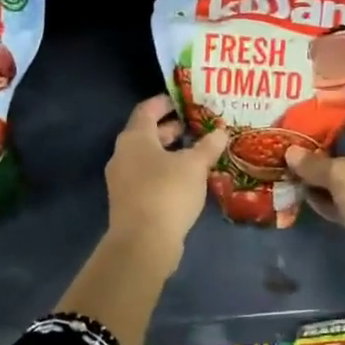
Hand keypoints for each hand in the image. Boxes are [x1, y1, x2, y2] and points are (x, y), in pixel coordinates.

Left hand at [105, 96, 229, 249]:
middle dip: (171, 129)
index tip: (185, 101)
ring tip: (197, 153)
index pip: (147, 109)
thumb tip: (221, 131)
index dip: (166, 102)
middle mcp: (123, 155)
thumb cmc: (167, 192)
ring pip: (147, 157)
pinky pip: (147, 177)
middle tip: (196, 127)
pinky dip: (165, 172)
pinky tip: (187, 180)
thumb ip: (208, 146)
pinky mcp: (128, 201)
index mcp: (135, 138)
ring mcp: (122, 180)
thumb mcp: (194, 165)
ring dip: (170, 153)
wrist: (143, 243)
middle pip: (146, 133)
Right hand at [285, 119, 344, 258]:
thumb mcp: (340, 173)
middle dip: (320, 151)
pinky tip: (304, 198)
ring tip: (289, 172)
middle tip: (289, 147)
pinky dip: (326, 201)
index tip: (306, 118)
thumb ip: (314, 163)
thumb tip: (290, 152)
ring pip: (343, 181)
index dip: (333, 119)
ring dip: (320, 179)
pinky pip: (343, 204)